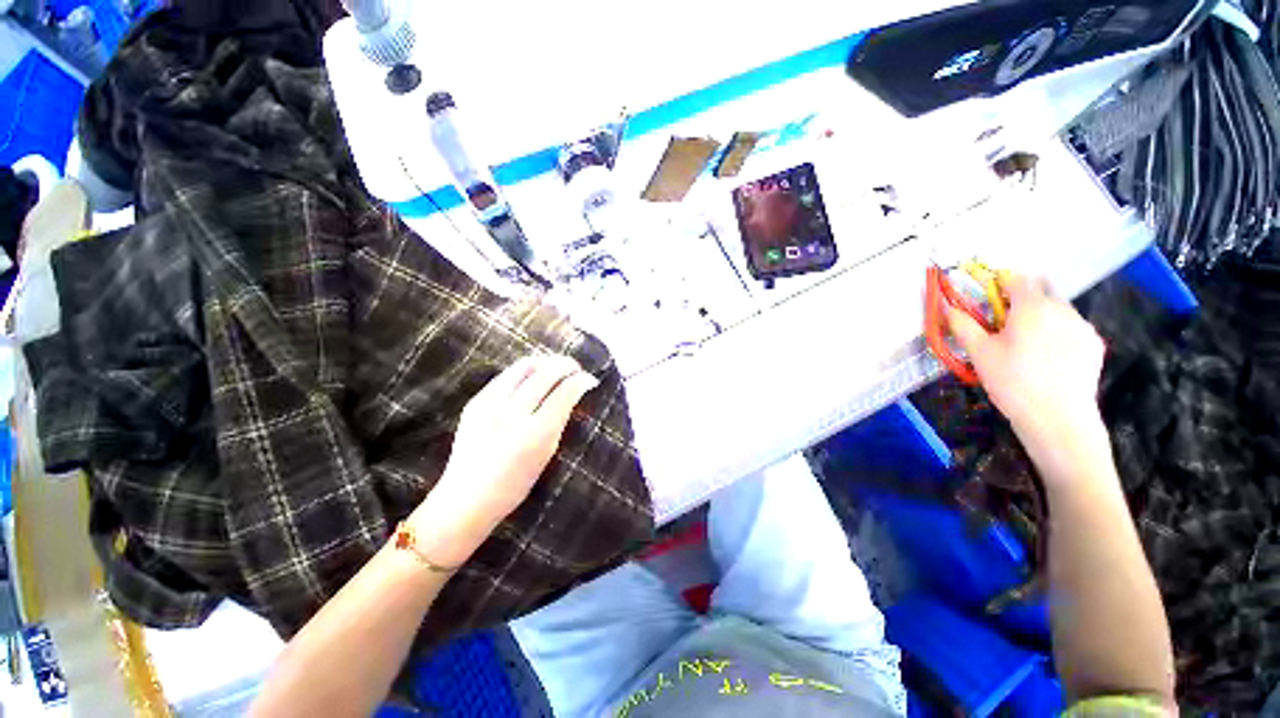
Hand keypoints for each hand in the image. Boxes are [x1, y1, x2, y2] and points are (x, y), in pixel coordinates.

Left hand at [409, 355, 599, 566]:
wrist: (466, 498)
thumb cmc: (515, 484)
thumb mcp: (547, 453)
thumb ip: (560, 420)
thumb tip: (573, 393)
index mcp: (535, 432)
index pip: (565, 392)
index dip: (581, 380)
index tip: (590, 379)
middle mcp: (512, 413)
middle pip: (546, 373)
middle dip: (566, 365)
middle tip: (576, 368)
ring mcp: (490, 404)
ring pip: (525, 366)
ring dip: (546, 362)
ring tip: (556, 367)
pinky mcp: (476, 401)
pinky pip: (507, 375)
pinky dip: (526, 370)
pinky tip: (533, 376)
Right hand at [945, 274, 1106, 457]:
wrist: (1057, 418)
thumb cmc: (1012, 381)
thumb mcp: (979, 353)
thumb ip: (963, 325)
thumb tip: (945, 306)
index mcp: (1032, 307)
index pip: (1019, 279)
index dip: (1002, 287)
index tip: (991, 306)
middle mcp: (1062, 309)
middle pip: (1041, 293)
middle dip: (1023, 305)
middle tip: (1007, 331)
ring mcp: (1083, 326)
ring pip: (1058, 311)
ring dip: (1042, 320)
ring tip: (1029, 350)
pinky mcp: (1094, 345)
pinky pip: (1072, 329)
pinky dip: (1059, 336)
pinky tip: (1049, 361)